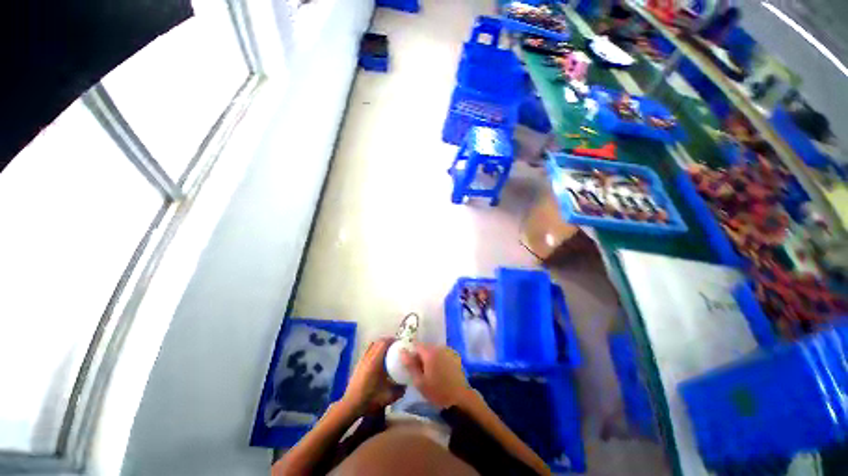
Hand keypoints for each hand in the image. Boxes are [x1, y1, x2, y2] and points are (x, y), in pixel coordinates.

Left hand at [341, 338, 404, 414]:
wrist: (351, 405)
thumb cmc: (370, 399)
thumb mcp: (389, 396)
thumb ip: (400, 390)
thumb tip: (407, 384)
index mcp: (376, 361)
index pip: (384, 343)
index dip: (393, 340)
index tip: (401, 343)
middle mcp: (368, 357)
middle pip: (379, 342)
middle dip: (388, 341)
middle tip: (396, 346)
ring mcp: (362, 360)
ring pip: (373, 345)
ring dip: (381, 344)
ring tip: (389, 350)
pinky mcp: (359, 364)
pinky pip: (368, 350)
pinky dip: (375, 349)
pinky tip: (379, 358)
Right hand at [400, 343, 472, 408]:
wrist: (460, 397)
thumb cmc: (438, 391)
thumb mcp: (420, 382)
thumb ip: (410, 365)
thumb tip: (402, 351)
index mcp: (430, 352)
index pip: (416, 344)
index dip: (411, 352)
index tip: (410, 363)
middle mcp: (439, 347)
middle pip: (426, 347)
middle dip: (421, 355)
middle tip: (419, 370)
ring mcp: (448, 350)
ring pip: (434, 350)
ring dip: (430, 357)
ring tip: (430, 372)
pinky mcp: (455, 355)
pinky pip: (442, 353)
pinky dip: (439, 359)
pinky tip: (440, 371)